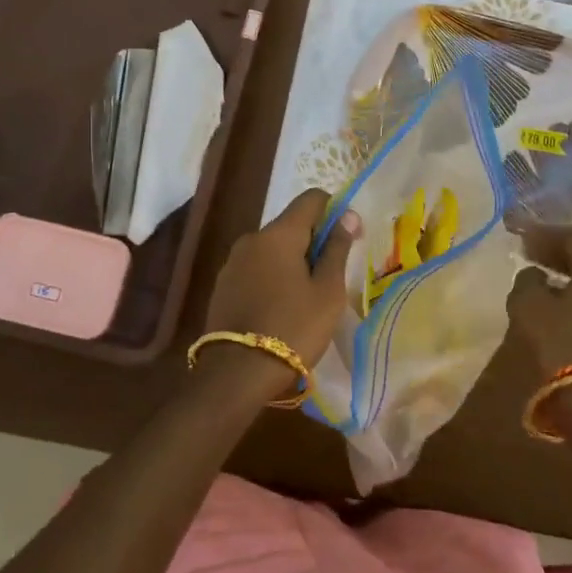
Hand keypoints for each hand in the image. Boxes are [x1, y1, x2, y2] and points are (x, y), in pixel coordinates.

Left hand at [205, 189, 359, 371]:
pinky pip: (256, 268)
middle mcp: (252, 238)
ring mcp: (233, 262)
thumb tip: (348, 216)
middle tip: (331, 277)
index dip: (334, 210)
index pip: (311, 199)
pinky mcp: (223, 285)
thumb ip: (337, 249)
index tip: (347, 237)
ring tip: (306, 297)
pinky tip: (281, 307)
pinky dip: (273, 276)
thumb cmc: (293, 328)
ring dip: (292, 261)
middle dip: (313, 241)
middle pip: (291, 224)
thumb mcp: (327, 291)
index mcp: (279, 234)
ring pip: (272, 248)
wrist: (237, 373)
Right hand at [505, 226, 571, 377]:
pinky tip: (552, 308)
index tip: (522, 237)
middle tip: (528, 255)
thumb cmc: (560, 343)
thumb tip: (534, 276)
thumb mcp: (528, 304)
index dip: (546, 233)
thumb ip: (527, 280)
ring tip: (537, 282)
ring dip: (564, 278)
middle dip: (556, 254)